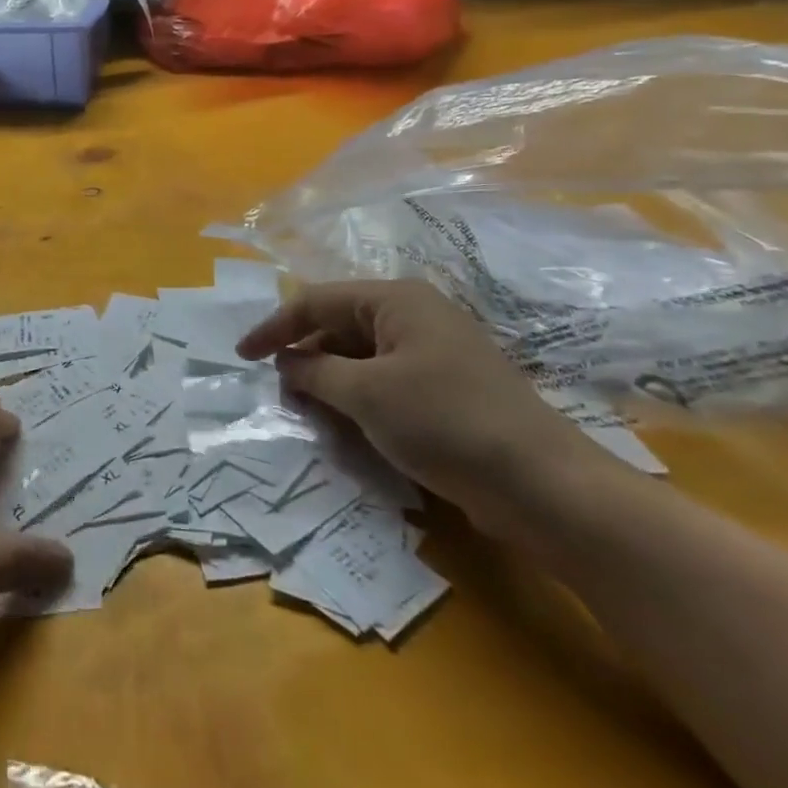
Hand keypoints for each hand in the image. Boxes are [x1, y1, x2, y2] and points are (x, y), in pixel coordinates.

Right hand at [237, 280, 614, 538]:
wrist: (545, 487)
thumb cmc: (445, 423)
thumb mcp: (366, 395)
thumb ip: (315, 373)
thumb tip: (286, 364)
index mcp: (395, 300)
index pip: (316, 302)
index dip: (275, 328)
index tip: (242, 356)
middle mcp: (415, 316)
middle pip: (340, 325)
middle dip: (306, 356)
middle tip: (279, 392)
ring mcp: (435, 352)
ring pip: (362, 356)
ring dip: (331, 381)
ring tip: (308, 411)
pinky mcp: (448, 389)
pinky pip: (387, 381)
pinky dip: (360, 398)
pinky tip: (348, 425)